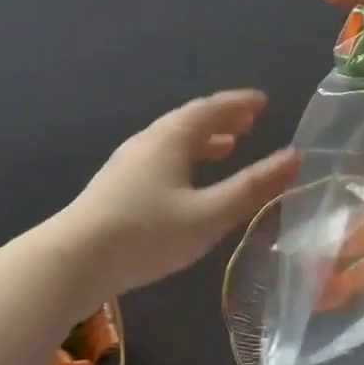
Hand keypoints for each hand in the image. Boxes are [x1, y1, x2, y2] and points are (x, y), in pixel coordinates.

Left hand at [63, 91, 299, 297]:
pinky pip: (160, 158)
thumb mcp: (208, 214)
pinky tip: (186, 183)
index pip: (211, 109)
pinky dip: (184, 158)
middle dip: (222, 119)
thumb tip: (294, 157)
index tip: (263, 102)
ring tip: (226, 147)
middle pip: (189, 121)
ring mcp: (126, 164)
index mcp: (170, 138)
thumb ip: (252, 187)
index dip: (239, 103)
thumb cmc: (145, 234)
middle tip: (249, 121)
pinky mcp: (114, 188)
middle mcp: (147, 142)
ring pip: (172, 141)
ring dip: (203, 140)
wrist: (69, 262)